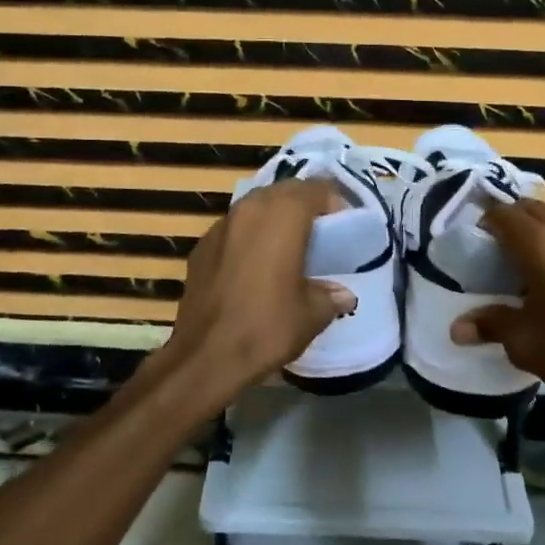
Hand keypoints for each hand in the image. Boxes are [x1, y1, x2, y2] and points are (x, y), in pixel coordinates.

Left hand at [160, 179, 355, 411]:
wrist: (205, 356)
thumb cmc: (267, 328)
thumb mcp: (312, 315)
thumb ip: (331, 296)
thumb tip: (343, 294)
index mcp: (283, 215)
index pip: (316, 188)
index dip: (334, 202)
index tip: (343, 226)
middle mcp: (250, 208)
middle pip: (284, 190)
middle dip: (304, 204)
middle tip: (319, 233)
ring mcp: (221, 225)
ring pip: (256, 205)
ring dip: (275, 217)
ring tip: (288, 246)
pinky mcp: (201, 245)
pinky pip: (234, 228)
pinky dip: (250, 235)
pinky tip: (255, 265)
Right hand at [451, 200, 544, 418]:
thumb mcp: (526, 344)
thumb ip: (490, 325)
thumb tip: (456, 329)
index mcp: (540, 244)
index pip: (502, 214)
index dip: (485, 223)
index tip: (476, 244)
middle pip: (532, 209)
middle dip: (513, 223)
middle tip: (501, 253)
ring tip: (538, 265)